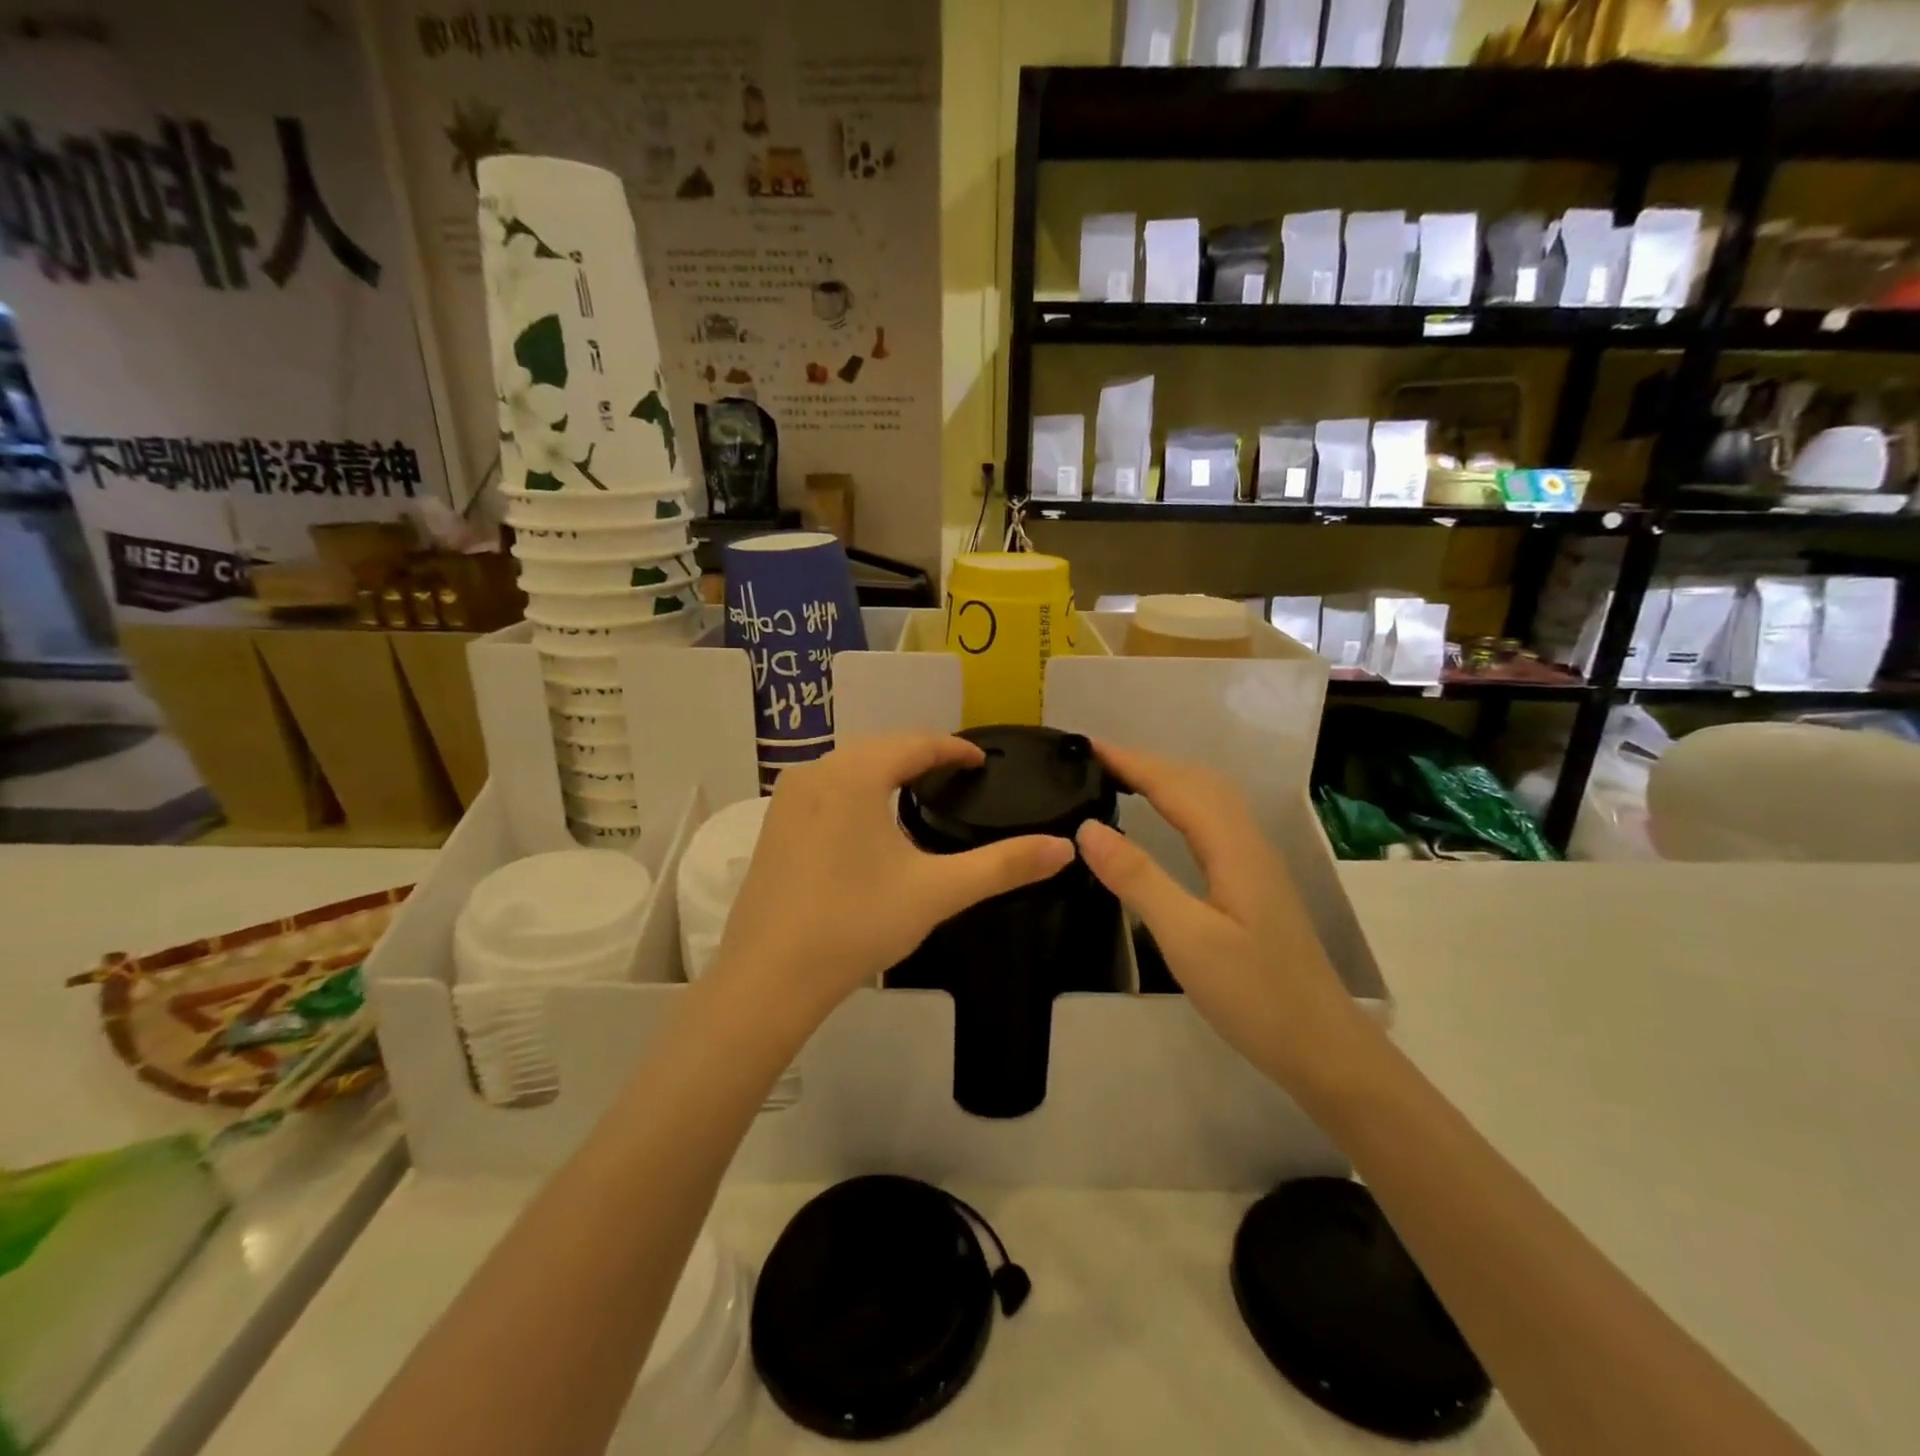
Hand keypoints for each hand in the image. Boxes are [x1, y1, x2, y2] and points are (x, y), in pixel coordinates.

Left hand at [712, 734, 1076, 1030]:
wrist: (769, 978)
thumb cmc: (856, 925)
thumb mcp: (937, 892)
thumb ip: (1003, 866)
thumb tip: (1065, 848)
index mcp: (855, 775)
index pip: (915, 743)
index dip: (954, 748)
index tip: (982, 760)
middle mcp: (816, 773)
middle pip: (880, 748)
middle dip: (920, 755)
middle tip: (957, 775)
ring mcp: (787, 799)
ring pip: (849, 767)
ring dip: (885, 770)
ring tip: (920, 791)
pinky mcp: (772, 826)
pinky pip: (825, 789)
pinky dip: (856, 790)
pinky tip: (869, 820)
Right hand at [1074, 741, 1374, 1094]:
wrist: (1323, 1047)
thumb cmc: (1253, 995)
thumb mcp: (1186, 938)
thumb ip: (1138, 879)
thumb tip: (1088, 827)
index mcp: (1233, 847)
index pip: (1176, 785)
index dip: (1131, 761)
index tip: (1086, 746)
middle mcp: (1248, 843)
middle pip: (1198, 781)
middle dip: (1147, 762)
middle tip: (1095, 761)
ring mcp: (1256, 863)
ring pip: (1210, 800)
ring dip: (1166, 779)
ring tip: (1121, 780)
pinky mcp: (1255, 884)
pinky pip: (1213, 822)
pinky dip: (1181, 803)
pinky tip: (1165, 822)